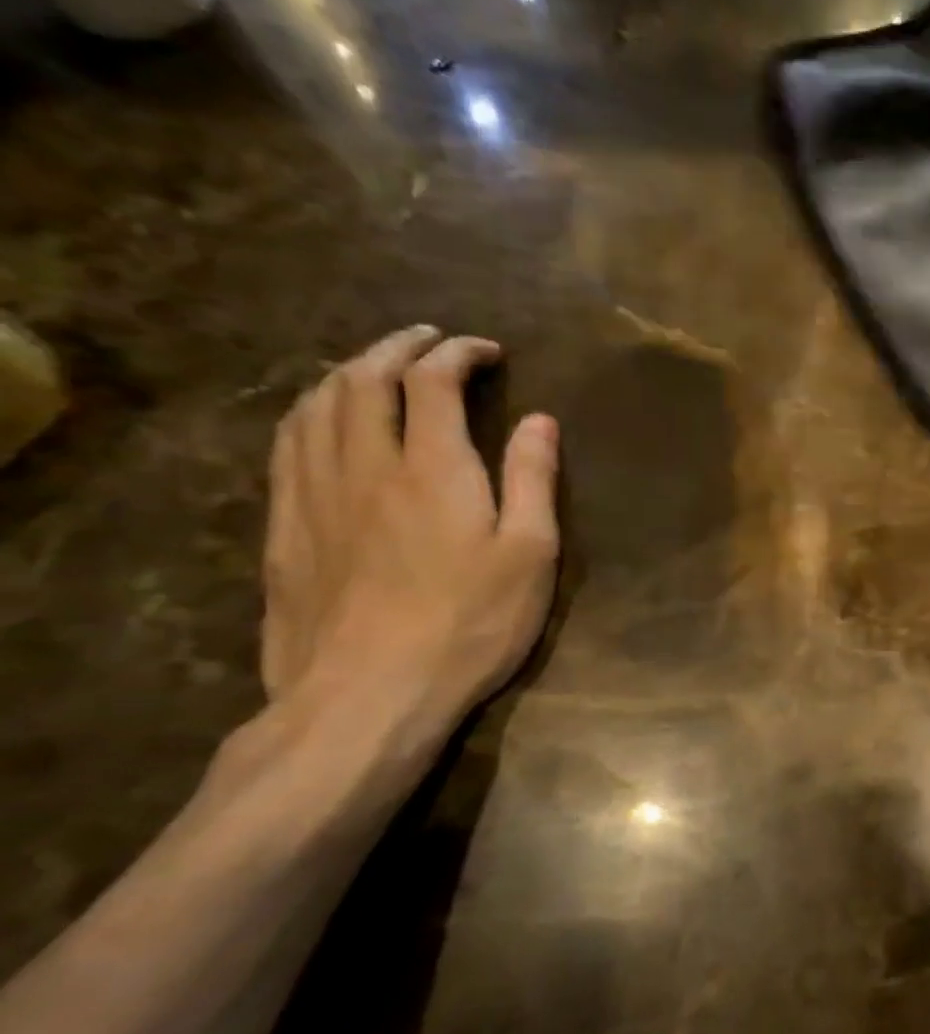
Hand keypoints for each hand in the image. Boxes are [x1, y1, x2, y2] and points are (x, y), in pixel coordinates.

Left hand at [262, 326, 559, 723]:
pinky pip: (286, 445)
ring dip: (347, 371)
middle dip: (397, 347)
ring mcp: (313, 494)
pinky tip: (320, 419)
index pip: (433, 382)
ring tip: (375, 366)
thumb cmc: (469, 624)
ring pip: (315, 405)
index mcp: (432, 468)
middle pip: (363, 379)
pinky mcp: (284, 527)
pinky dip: (309, 411)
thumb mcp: (529, 555)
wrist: (366, 694)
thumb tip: (540, 420)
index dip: (458, 354)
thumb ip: (532, 480)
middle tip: (428, 339)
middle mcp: (364, 464)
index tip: (486, 351)